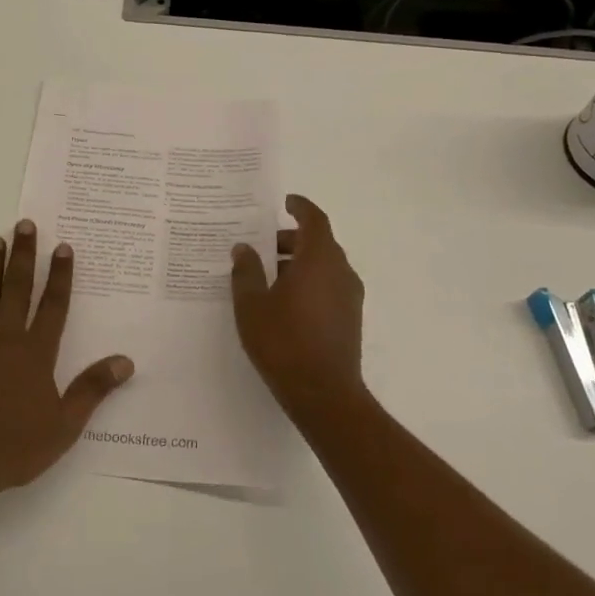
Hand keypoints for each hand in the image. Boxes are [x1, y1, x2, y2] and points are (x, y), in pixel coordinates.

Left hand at [0, 220, 133, 499]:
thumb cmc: (14, 446)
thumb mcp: (64, 425)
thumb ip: (93, 389)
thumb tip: (126, 361)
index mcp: (36, 353)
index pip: (54, 305)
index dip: (60, 275)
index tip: (62, 247)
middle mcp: (6, 338)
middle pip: (18, 288)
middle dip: (24, 255)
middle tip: (25, 224)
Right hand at [230, 194, 365, 421]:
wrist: (324, 394)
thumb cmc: (284, 342)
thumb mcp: (252, 305)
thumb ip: (246, 271)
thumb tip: (244, 248)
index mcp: (318, 259)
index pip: (314, 219)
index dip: (300, 206)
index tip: (285, 201)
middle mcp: (340, 271)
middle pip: (318, 242)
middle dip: (291, 239)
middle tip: (263, 246)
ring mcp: (350, 296)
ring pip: (324, 265)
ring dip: (299, 262)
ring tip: (267, 276)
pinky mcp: (350, 318)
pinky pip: (329, 285)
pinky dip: (309, 281)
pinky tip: (284, 302)